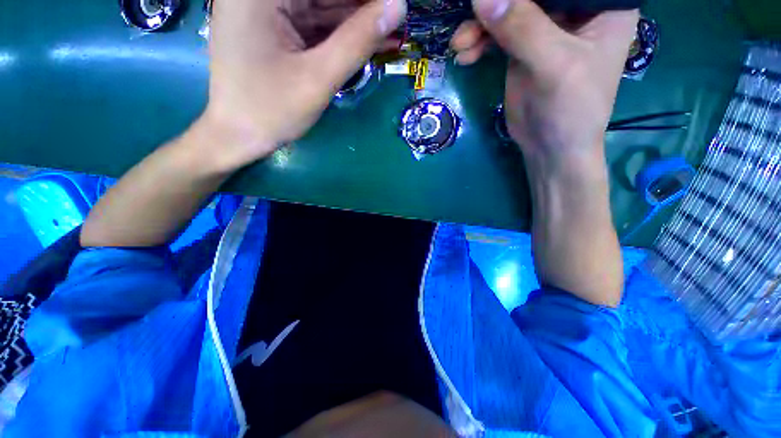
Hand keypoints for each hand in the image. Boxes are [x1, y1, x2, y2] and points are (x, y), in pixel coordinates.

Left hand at [202, 0, 406, 170]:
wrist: (237, 136)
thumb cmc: (271, 111)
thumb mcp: (318, 78)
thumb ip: (357, 41)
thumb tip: (396, 6)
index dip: (363, 0)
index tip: (393, 8)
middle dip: (361, 8)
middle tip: (393, 19)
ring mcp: (264, 9)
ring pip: (320, 6)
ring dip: (355, 20)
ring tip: (389, 29)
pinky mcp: (272, 28)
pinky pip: (312, 22)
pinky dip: (339, 33)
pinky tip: (366, 39)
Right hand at [453, 0, 636, 164]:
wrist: (550, 147)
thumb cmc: (571, 109)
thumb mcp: (554, 66)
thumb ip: (522, 29)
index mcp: (600, 4)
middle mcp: (574, 10)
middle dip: (496, 4)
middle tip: (470, 20)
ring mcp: (545, 29)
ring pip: (508, 11)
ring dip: (480, 26)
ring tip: (461, 45)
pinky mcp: (522, 49)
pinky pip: (496, 35)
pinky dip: (479, 43)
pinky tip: (465, 55)